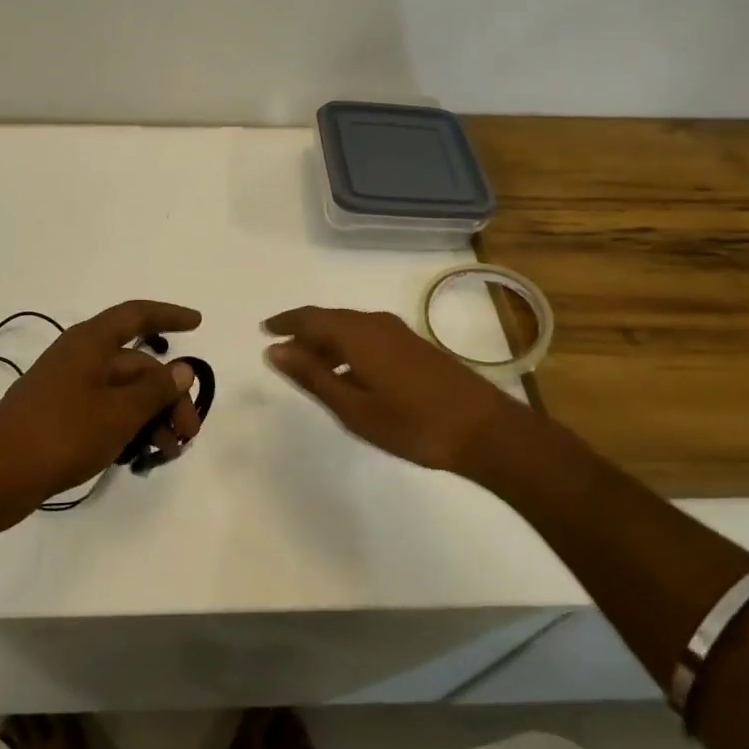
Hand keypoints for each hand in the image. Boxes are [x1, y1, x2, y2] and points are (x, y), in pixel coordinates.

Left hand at [0, 300, 203, 518]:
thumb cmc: (61, 434)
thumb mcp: (118, 413)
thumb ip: (155, 390)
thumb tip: (183, 368)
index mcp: (90, 343)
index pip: (136, 315)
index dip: (169, 315)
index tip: (199, 323)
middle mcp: (79, 357)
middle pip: (136, 365)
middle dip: (168, 395)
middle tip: (188, 433)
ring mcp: (67, 387)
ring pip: (123, 392)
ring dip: (151, 416)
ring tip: (168, 452)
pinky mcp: (59, 416)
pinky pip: (105, 411)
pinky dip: (128, 427)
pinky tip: (140, 455)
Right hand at [262, 306, 530, 473]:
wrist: (485, 431)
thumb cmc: (412, 423)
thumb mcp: (352, 407)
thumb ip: (311, 376)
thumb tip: (274, 350)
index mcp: (356, 333)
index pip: (309, 318)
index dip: (284, 323)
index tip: (263, 330)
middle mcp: (375, 323)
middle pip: (329, 320)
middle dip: (303, 334)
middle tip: (282, 354)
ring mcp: (398, 333)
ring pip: (349, 329)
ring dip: (326, 344)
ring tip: (310, 369)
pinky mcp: (414, 346)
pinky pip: (367, 337)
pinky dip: (347, 349)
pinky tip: (348, 375)